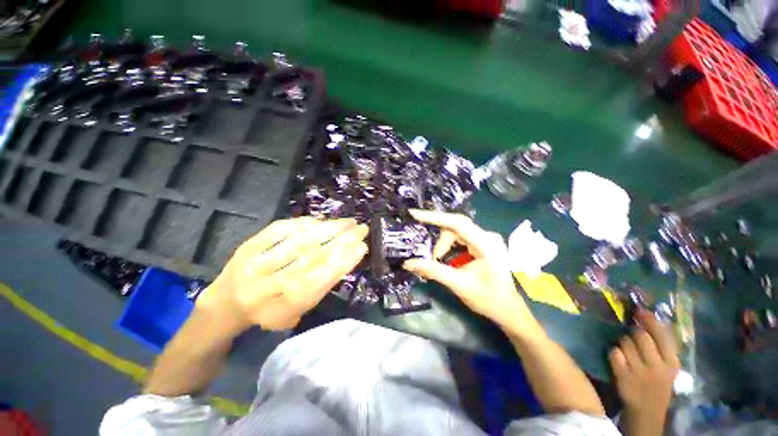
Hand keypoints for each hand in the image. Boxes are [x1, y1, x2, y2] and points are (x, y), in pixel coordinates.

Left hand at [197, 217, 367, 330]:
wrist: (226, 304)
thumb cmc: (269, 311)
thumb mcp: (298, 311)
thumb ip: (320, 287)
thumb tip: (345, 259)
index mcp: (282, 306)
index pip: (320, 280)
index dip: (343, 262)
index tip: (362, 247)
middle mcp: (268, 285)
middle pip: (311, 257)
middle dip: (341, 240)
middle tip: (361, 229)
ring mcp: (255, 262)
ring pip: (299, 241)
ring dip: (327, 228)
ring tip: (347, 222)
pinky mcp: (248, 246)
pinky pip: (279, 230)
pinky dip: (303, 223)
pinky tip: (321, 220)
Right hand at [402, 209, 539, 336]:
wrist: (508, 311)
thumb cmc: (488, 299)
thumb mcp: (459, 284)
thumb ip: (433, 271)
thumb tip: (408, 263)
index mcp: (486, 244)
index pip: (457, 223)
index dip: (434, 217)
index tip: (414, 214)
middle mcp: (487, 236)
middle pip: (455, 228)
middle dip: (440, 243)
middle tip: (432, 259)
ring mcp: (485, 239)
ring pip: (456, 233)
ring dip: (444, 246)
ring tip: (440, 262)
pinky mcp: (482, 243)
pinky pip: (460, 238)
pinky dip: (449, 246)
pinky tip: (446, 258)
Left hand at [610, 308, 679, 425]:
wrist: (647, 411)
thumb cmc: (657, 384)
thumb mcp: (667, 366)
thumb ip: (662, 345)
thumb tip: (648, 316)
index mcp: (672, 362)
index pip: (661, 333)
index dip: (648, 319)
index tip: (639, 310)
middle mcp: (657, 365)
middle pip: (640, 335)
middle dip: (633, 332)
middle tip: (632, 336)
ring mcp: (640, 371)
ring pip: (624, 342)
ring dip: (622, 342)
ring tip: (626, 351)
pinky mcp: (623, 376)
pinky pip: (614, 353)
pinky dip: (613, 353)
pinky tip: (618, 359)